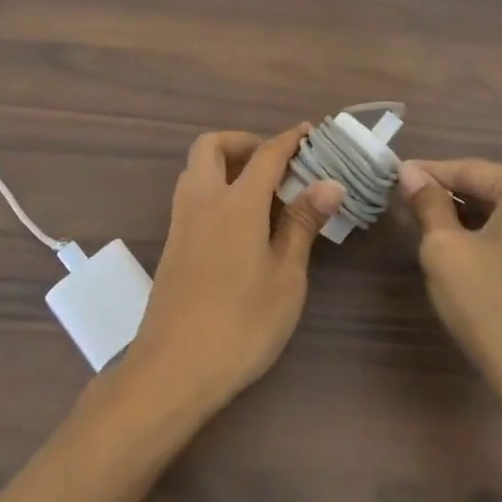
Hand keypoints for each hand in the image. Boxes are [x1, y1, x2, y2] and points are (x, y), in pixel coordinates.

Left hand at [118, 127, 342, 419]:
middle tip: (276, 163)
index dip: (289, 139)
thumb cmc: (241, 325)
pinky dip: (214, 186)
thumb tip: (329, 183)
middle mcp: (203, 200)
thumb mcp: (285, 278)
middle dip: (244, 141)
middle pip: (213, 146)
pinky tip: (239, 220)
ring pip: (196, 168)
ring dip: (226, 163)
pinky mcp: (172, 243)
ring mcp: (181, 221)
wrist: (173, 369)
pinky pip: (192, 193)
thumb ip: (302, 224)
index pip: (265, 154)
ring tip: (261, 190)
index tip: (309, 132)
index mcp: (236, 203)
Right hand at [398, 159, 501, 421]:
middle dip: (450, 195)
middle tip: (408, 202)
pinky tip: (467, 250)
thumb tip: (411, 173)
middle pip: (493, 190)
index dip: (430, 173)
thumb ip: (428, 203)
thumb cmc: (491, 307)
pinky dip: (495, 237)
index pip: (472, 170)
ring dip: (470, 217)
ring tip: (430, 224)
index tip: (395, 175)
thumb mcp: (445, 249)